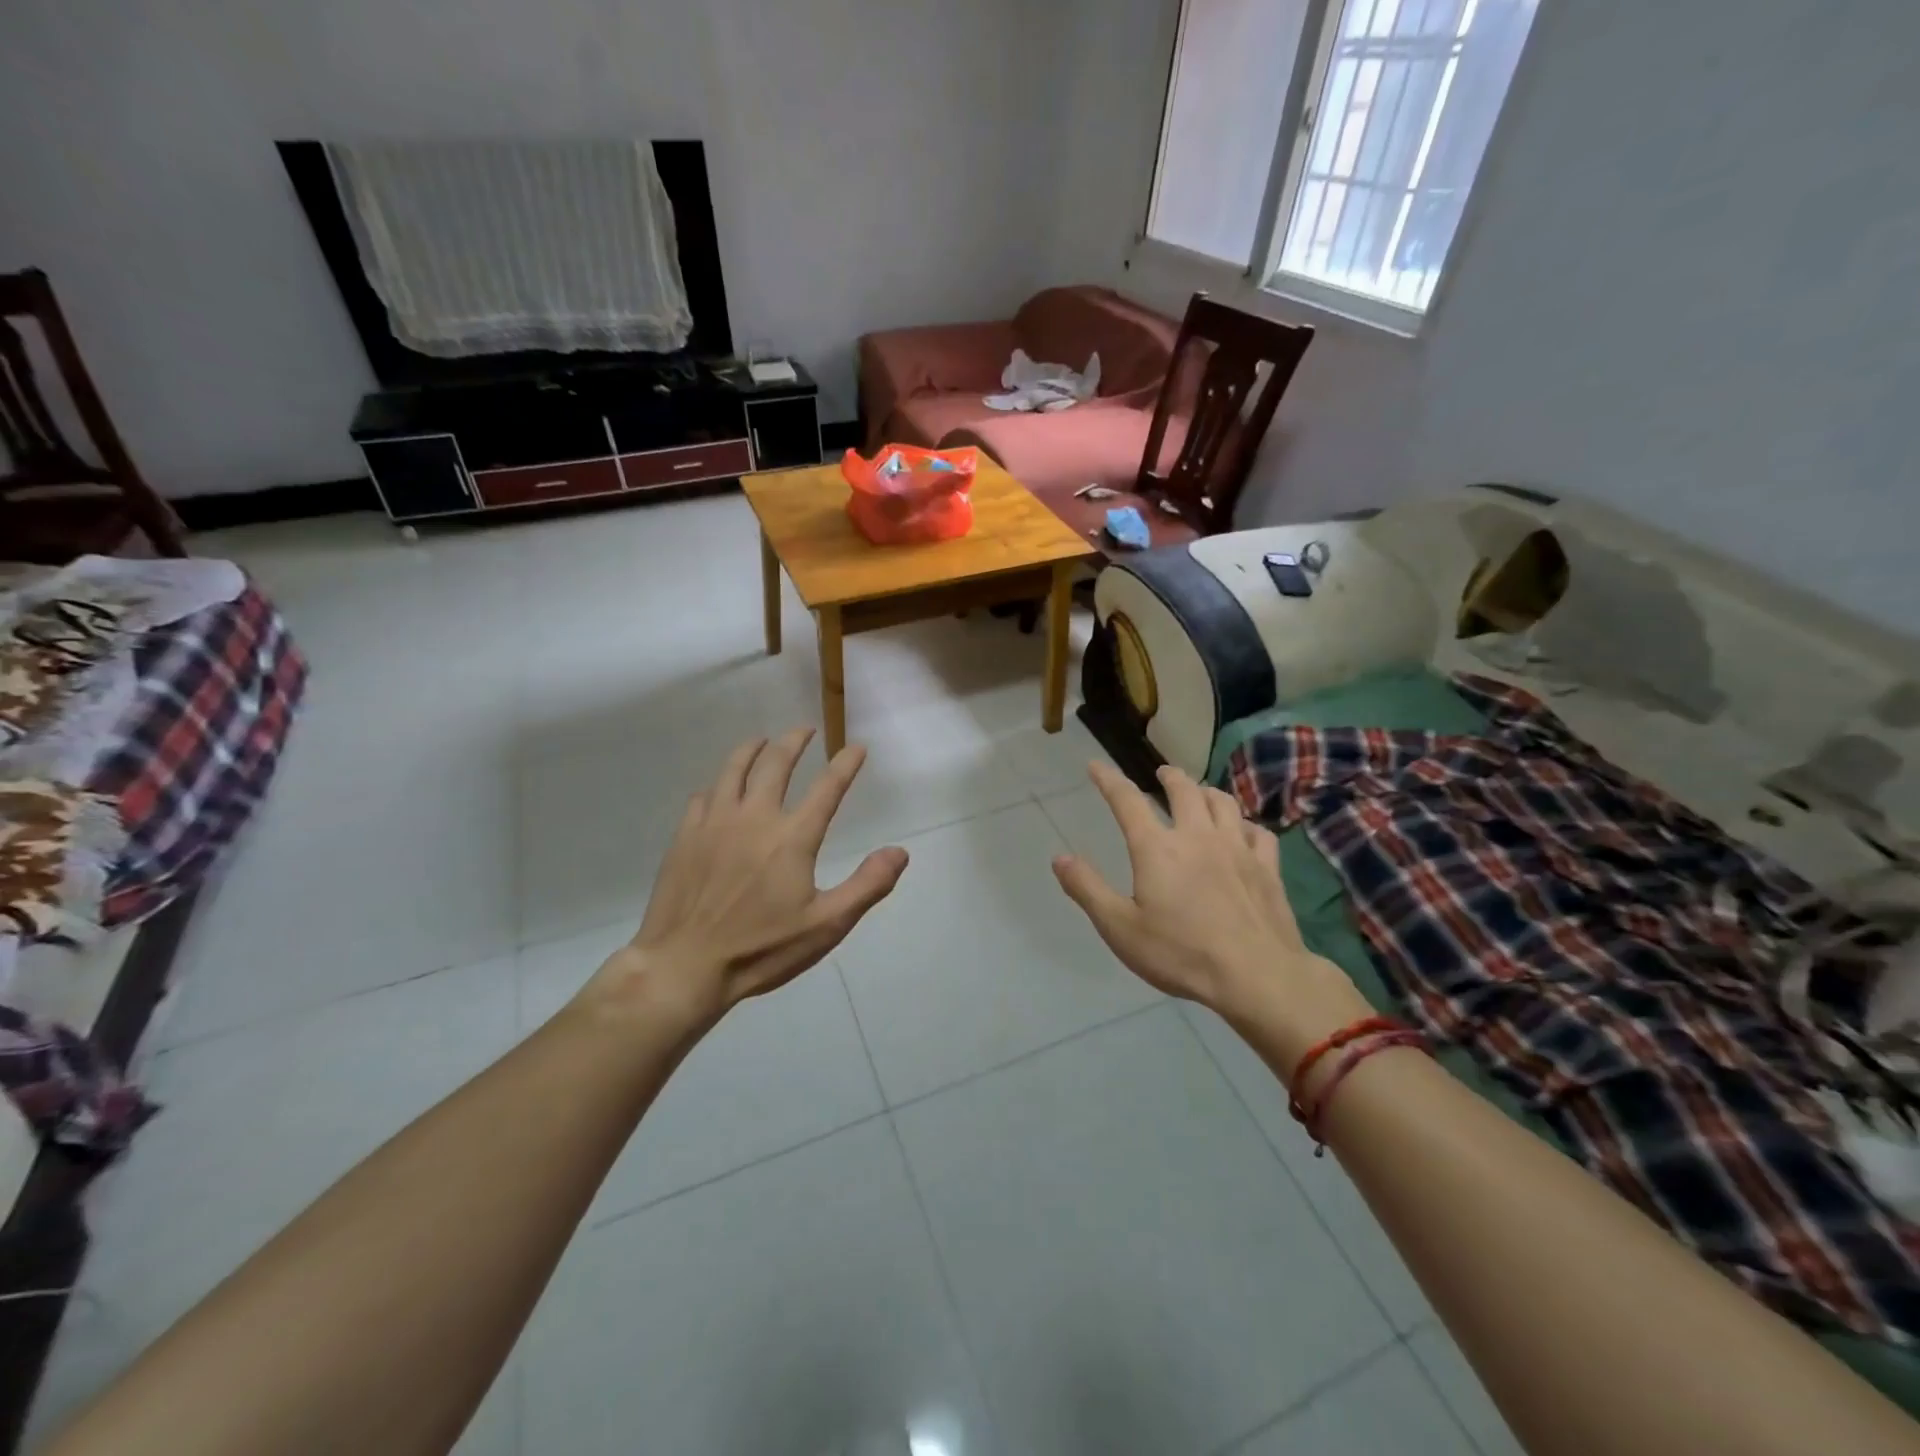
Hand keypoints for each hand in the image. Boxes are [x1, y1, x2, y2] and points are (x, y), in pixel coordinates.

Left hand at [579, 728, 908, 1028]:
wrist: (685, 966)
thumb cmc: (762, 949)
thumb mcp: (827, 925)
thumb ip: (867, 885)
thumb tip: (900, 852)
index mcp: (792, 837)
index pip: (827, 788)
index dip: (845, 764)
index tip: (857, 746)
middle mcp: (754, 817)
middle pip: (775, 763)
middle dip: (794, 741)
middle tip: (805, 730)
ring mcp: (714, 823)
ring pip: (734, 769)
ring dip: (752, 749)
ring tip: (762, 741)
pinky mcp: (685, 836)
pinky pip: (704, 796)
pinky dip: (718, 784)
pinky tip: (720, 789)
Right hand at [1052, 761, 1368, 1058]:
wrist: (1256, 975)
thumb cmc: (1180, 953)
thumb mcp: (1120, 928)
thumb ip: (1088, 889)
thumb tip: (1059, 858)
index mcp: (1156, 848)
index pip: (1127, 801)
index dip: (1109, 780)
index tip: (1096, 766)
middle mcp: (1197, 836)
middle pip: (1184, 790)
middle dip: (1169, 777)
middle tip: (1162, 774)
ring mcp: (1237, 848)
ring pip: (1223, 802)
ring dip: (1207, 792)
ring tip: (1200, 794)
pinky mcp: (1267, 867)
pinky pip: (1258, 832)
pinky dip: (1245, 824)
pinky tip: (1243, 832)